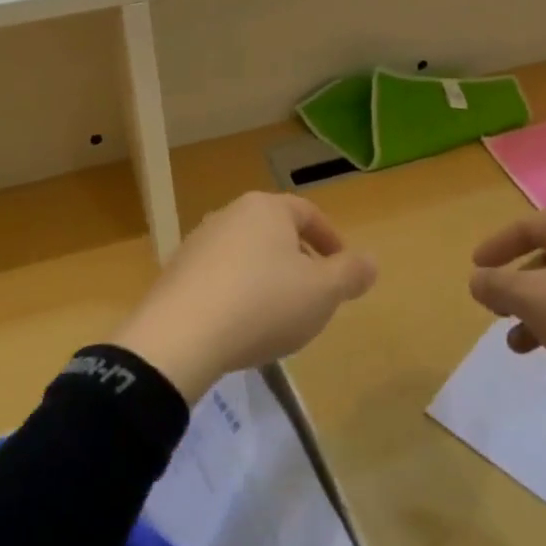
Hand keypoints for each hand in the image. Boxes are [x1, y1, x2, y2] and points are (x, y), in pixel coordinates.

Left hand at [112, 193, 376, 403]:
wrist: (180, 336)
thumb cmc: (263, 304)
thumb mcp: (322, 292)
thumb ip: (350, 274)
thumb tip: (370, 261)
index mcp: (266, 208)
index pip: (308, 213)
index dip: (331, 240)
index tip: (343, 269)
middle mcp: (230, 214)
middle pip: (275, 231)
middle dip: (299, 259)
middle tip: (314, 293)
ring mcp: (198, 242)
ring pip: (246, 254)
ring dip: (267, 277)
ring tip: (279, 314)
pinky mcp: (176, 272)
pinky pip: (219, 276)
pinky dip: (238, 292)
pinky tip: (241, 325)